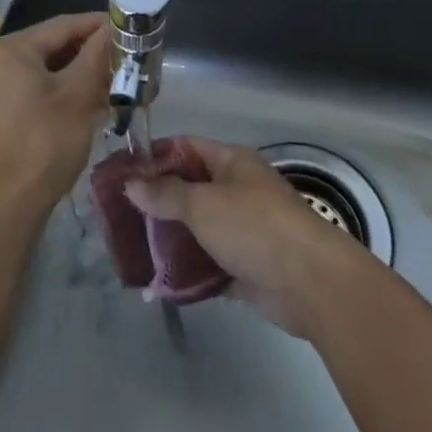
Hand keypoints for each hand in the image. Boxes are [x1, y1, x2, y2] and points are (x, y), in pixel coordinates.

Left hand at [0, 13, 108, 222]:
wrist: (3, 207)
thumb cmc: (44, 143)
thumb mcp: (78, 95)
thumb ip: (96, 55)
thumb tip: (114, 27)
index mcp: (11, 48)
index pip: (63, 24)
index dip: (98, 25)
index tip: (128, 29)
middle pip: (51, 46)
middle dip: (88, 54)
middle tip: (122, 62)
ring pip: (42, 70)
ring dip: (75, 75)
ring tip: (110, 87)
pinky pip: (29, 90)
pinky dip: (57, 93)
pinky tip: (83, 107)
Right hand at [123, 136, 371, 337]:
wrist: (312, 284)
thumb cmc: (255, 228)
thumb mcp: (203, 205)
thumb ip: (165, 194)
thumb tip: (131, 183)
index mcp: (231, 162)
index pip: (186, 147)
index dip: (154, 156)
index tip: (121, 172)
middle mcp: (237, 190)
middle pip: (189, 189)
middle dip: (157, 201)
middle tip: (120, 215)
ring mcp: (243, 229)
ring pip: (197, 228)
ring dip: (170, 239)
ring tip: (132, 249)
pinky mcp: (246, 267)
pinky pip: (208, 264)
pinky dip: (187, 271)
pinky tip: (158, 282)